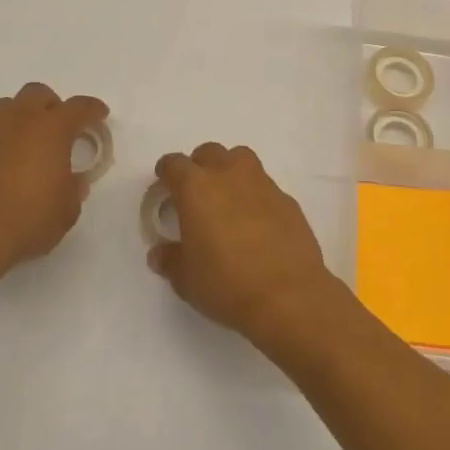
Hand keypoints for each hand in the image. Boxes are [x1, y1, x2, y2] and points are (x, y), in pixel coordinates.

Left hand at [0, 83, 109, 280]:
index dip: (92, 109)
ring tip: (27, 141)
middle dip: (52, 105)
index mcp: (51, 129)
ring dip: (21, 116)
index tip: (100, 114)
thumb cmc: (29, 220)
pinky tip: (0, 163)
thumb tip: (74, 180)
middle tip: (60, 128)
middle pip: (37, 93)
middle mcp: (19, 121)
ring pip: (7, 106)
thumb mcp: (67, 210)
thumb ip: (74, 188)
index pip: (78, 107)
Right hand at [147, 143, 342, 349]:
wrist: (289, 296)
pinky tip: (256, 223)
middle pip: (209, 153)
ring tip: (227, 200)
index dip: (166, 173)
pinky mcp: (287, 199)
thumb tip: (160, 253)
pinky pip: (264, 186)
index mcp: (196, 188)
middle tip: (196, 194)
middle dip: (199, 167)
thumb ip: (170, 260)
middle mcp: (229, 175)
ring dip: (229, 172)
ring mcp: (262, 183)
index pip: (174, 164)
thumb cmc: (227, 284)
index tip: (165, 186)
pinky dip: (255, 196)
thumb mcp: (186, 279)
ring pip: (240, 160)